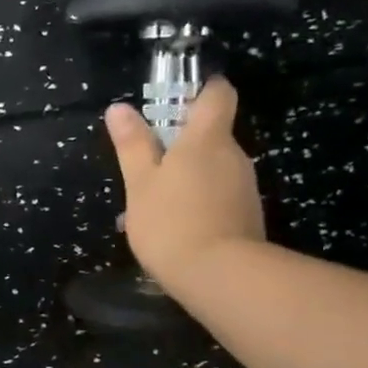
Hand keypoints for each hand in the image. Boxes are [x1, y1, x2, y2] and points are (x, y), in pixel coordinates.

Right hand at [105, 76, 265, 295]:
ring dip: (189, 178)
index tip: (179, 100)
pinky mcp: (248, 217)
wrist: (220, 277)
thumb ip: (132, 145)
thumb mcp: (140, 183)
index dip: (202, 90)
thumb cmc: (171, 222)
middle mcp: (234, 155)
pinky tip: (176, 228)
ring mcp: (244, 188)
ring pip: (214, 170)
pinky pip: (220, 198)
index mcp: (207, 138)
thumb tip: (120, 108)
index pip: (218, 94)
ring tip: (156, 206)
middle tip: (149, 166)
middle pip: (213, 135)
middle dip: (184, 145)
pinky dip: (200, 204)